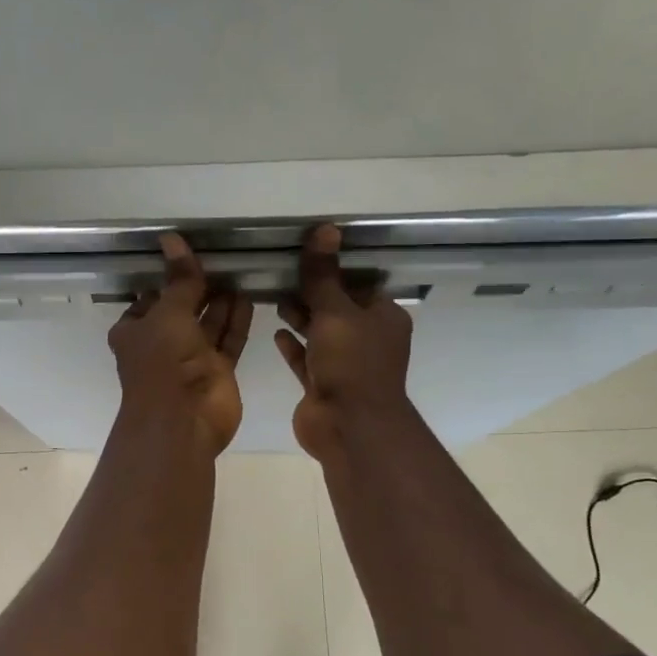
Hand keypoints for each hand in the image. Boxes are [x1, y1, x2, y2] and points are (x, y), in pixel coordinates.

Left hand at [108, 233, 252, 454]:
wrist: (182, 420)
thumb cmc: (163, 362)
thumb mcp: (168, 313)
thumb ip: (179, 279)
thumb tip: (172, 238)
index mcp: (134, 331)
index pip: (149, 298)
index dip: (165, 278)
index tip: (186, 254)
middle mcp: (161, 344)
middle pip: (181, 309)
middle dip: (198, 287)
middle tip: (222, 256)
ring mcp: (190, 359)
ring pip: (207, 323)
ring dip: (220, 301)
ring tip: (239, 270)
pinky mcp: (217, 371)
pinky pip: (228, 340)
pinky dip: (236, 320)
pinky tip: (249, 296)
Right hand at [274, 225, 413, 460]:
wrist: (349, 426)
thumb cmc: (351, 363)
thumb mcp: (336, 312)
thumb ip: (323, 276)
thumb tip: (325, 229)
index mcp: (382, 317)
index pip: (359, 285)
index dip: (335, 271)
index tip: (305, 257)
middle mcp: (367, 339)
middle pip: (338, 309)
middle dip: (313, 294)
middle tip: (281, 275)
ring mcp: (345, 365)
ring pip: (321, 335)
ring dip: (301, 318)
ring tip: (274, 298)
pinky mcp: (323, 385)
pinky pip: (307, 360)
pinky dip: (294, 346)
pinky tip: (276, 333)